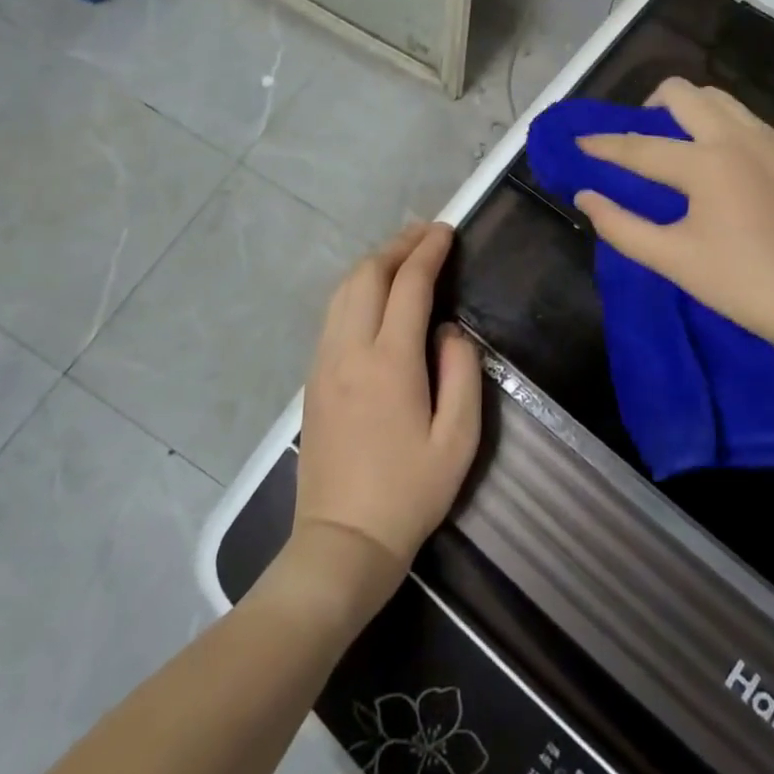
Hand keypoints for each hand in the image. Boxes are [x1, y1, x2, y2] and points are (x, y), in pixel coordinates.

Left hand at [293, 223, 482, 605]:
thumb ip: (462, 371)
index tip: (447, 230)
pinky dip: (356, 287)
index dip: (428, 251)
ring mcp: (324, 362)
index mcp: (390, 361)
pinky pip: (333, 313)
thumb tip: (449, 329)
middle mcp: (349, 350)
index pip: (409, 284)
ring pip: (343, 290)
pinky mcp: (312, 379)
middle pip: (367, 275)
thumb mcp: (458, 439)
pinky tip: (375, 293)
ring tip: (403, 254)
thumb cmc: (409, 493)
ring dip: (374, 263)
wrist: (341, 543)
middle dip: (398, 245)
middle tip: (427, 234)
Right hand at [573, 78, 773, 354]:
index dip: (604, 145)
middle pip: (681, 93)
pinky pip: (747, 119)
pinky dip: (722, 127)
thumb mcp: (671, 259)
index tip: (580, 142)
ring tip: (678, 141)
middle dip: (649, 106)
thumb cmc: (740, 283)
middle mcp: (738, 137)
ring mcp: (771, 139)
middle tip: (639, 137)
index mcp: (706, 164)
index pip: (640, 147)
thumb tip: (586, 196)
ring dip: (688, 110)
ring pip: (718, 98)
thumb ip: (620, 225)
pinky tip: (723, 161)